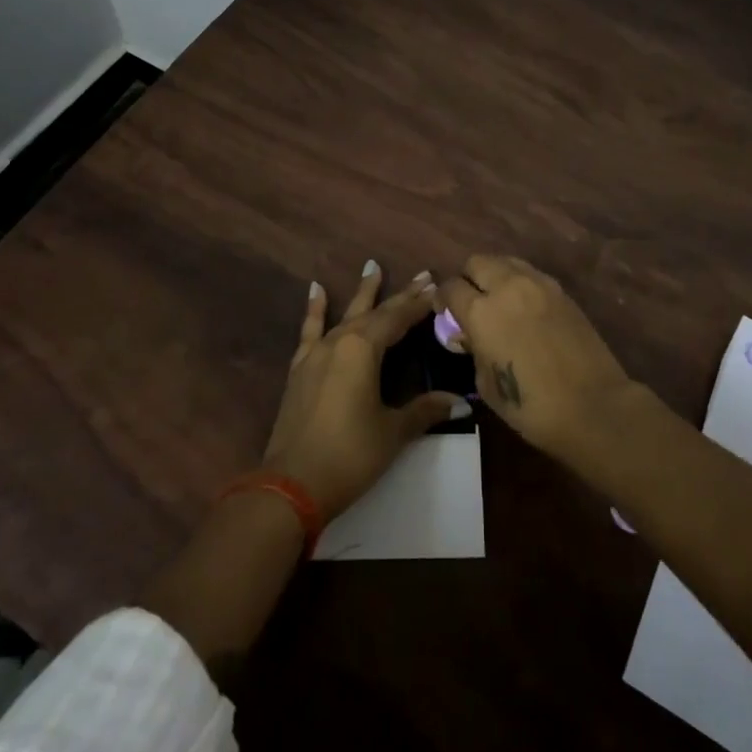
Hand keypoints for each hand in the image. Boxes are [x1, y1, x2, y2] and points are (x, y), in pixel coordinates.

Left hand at [262, 262, 463, 519]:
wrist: (291, 484)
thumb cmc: (349, 455)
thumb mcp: (392, 432)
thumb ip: (424, 411)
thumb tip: (459, 402)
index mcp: (364, 349)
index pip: (398, 318)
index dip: (420, 304)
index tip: (439, 288)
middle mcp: (340, 341)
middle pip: (375, 312)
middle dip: (400, 295)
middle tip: (422, 275)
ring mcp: (317, 353)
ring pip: (345, 314)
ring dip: (362, 293)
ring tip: (372, 266)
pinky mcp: (300, 369)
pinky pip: (310, 331)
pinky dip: (315, 310)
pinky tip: (316, 290)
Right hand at [439, 255, 637, 465]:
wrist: (593, 406)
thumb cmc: (531, 406)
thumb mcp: (486, 384)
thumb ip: (473, 349)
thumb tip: (467, 333)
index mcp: (482, 311)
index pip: (451, 287)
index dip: (443, 299)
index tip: (444, 312)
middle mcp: (507, 286)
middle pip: (477, 262)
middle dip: (468, 279)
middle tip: (471, 303)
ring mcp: (538, 284)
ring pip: (505, 261)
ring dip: (495, 275)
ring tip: (498, 301)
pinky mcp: (561, 290)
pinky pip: (530, 274)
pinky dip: (520, 283)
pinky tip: (524, 307)